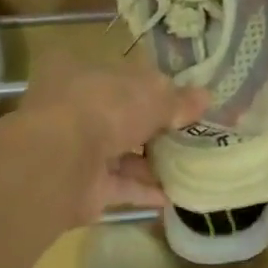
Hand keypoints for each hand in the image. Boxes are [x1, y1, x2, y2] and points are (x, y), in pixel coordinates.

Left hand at [16, 55, 207, 223]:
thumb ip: (177, 99)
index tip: (180, 98)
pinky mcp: (82, 186)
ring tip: (190, 165)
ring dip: (152, 161)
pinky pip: (120, 186)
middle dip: (154, 127)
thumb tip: (205, 97)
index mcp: (81, 72)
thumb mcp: (151, 94)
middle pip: (121, 116)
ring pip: (120, 153)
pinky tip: (175, 195)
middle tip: (190, 133)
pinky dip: (145, 190)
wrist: (61, 162)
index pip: (120, 75)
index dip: (150, 86)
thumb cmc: (104, 108)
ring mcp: (75, 149)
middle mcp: (74, 108)